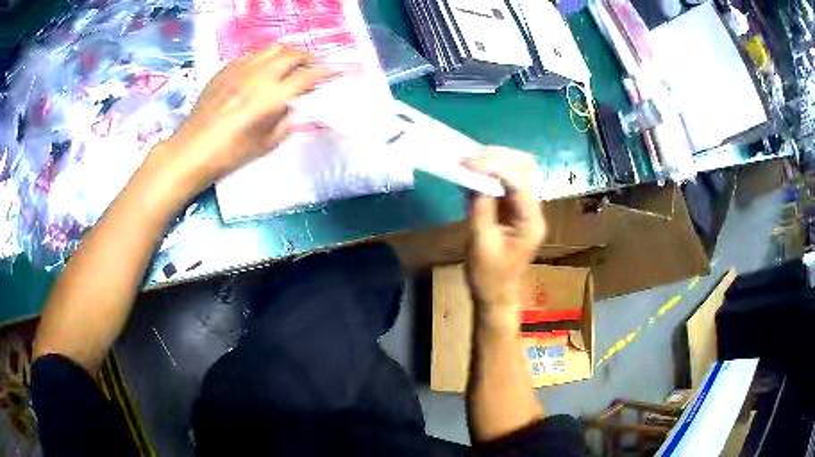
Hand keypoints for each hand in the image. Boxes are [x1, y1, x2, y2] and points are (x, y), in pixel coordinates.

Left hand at [158, 45, 326, 192]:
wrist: (191, 150)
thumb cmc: (229, 154)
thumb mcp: (266, 145)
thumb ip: (287, 121)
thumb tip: (296, 106)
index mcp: (272, 97)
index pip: (309, 76)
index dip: (327, 72)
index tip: (336, 71)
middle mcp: (259, 76)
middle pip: (293, 54)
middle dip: (308, 58)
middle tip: (312, 67)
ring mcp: (240, 69)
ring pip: (273, 48)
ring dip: (287, 53)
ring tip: (289, 64)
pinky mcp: (225, 69)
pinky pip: (251, 54)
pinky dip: (264, 58)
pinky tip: (261, 70)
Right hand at [463, 147, 545, 325]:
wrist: (494, 294)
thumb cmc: (488, 275)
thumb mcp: (481, 242)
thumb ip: (480, 207)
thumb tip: (475, 176)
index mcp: (531, 222)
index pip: (520, 183)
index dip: (496, 167)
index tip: (470, 161)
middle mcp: (532, 210)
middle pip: (525, 169)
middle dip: (499, 157)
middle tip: (471, 156)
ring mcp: (524, 209)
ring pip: (517, 171)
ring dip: (495, 161)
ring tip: (470, 159)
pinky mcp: (512, 210)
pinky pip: (504, 183)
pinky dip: (489, 173)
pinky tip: (473, 171)